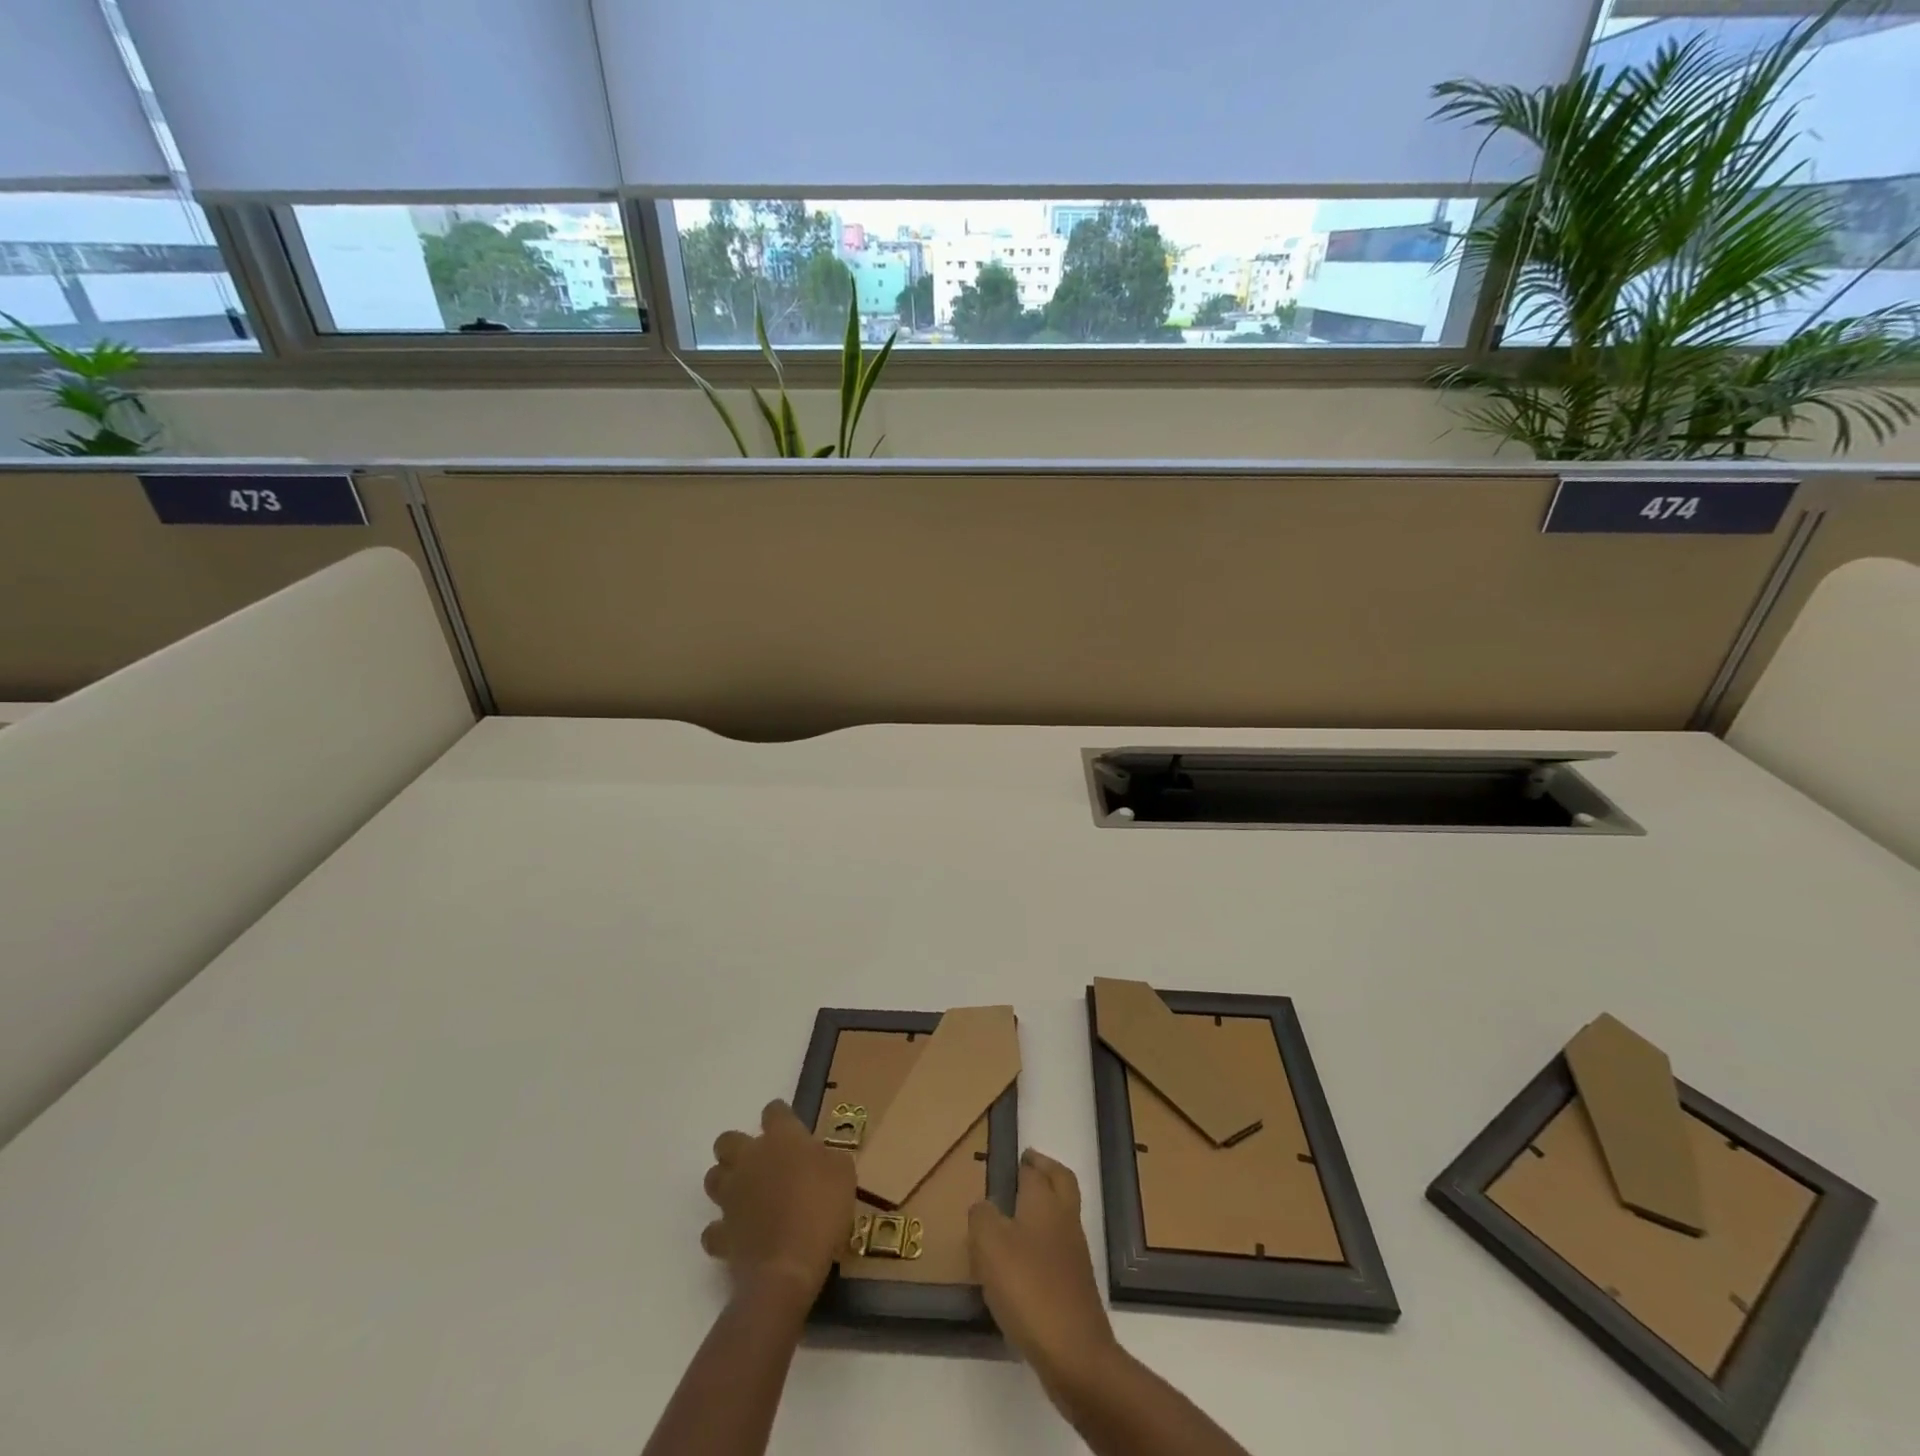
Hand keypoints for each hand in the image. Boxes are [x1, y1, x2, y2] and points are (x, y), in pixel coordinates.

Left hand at [702, 1100, 855, 1305]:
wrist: (789, 1267)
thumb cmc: (822, 1210)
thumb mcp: (844, 1173)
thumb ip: (827, 1158)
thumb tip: (819, 1159)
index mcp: (781, 1138)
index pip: (774, 1111)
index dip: (781, 1117)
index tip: (791, 1129)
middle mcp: (749, 1159)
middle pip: (727, 1140)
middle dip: (738, 1147)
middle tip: (761, 1163)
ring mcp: (731, 1196)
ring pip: (713, 1178)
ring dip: (726, 1183)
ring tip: (746, 1196)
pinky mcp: (721, 1234)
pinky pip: (713, 1229)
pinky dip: (722, 1231)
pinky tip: (738, 1236)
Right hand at [969, 1149, 1119, 1389]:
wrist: (1073, 1352)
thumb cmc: (1028, 1286)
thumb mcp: (990, 1244)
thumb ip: (982, 1216)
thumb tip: (984, 1206)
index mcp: (1045, 1202)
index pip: (1037, 1171)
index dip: (1027, 1162)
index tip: (1016, 1157)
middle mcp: (1065, 1220)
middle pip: (1062, 1183)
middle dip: (1047, 1172)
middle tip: (1028, 1168)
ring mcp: (1075, 1254)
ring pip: (1062, 1215)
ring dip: (1045, 1207)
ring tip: (1016, 1216)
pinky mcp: (1076, 1286)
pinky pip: (1059, 1250)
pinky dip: (1043, 1244)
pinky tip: (1023, 1261)